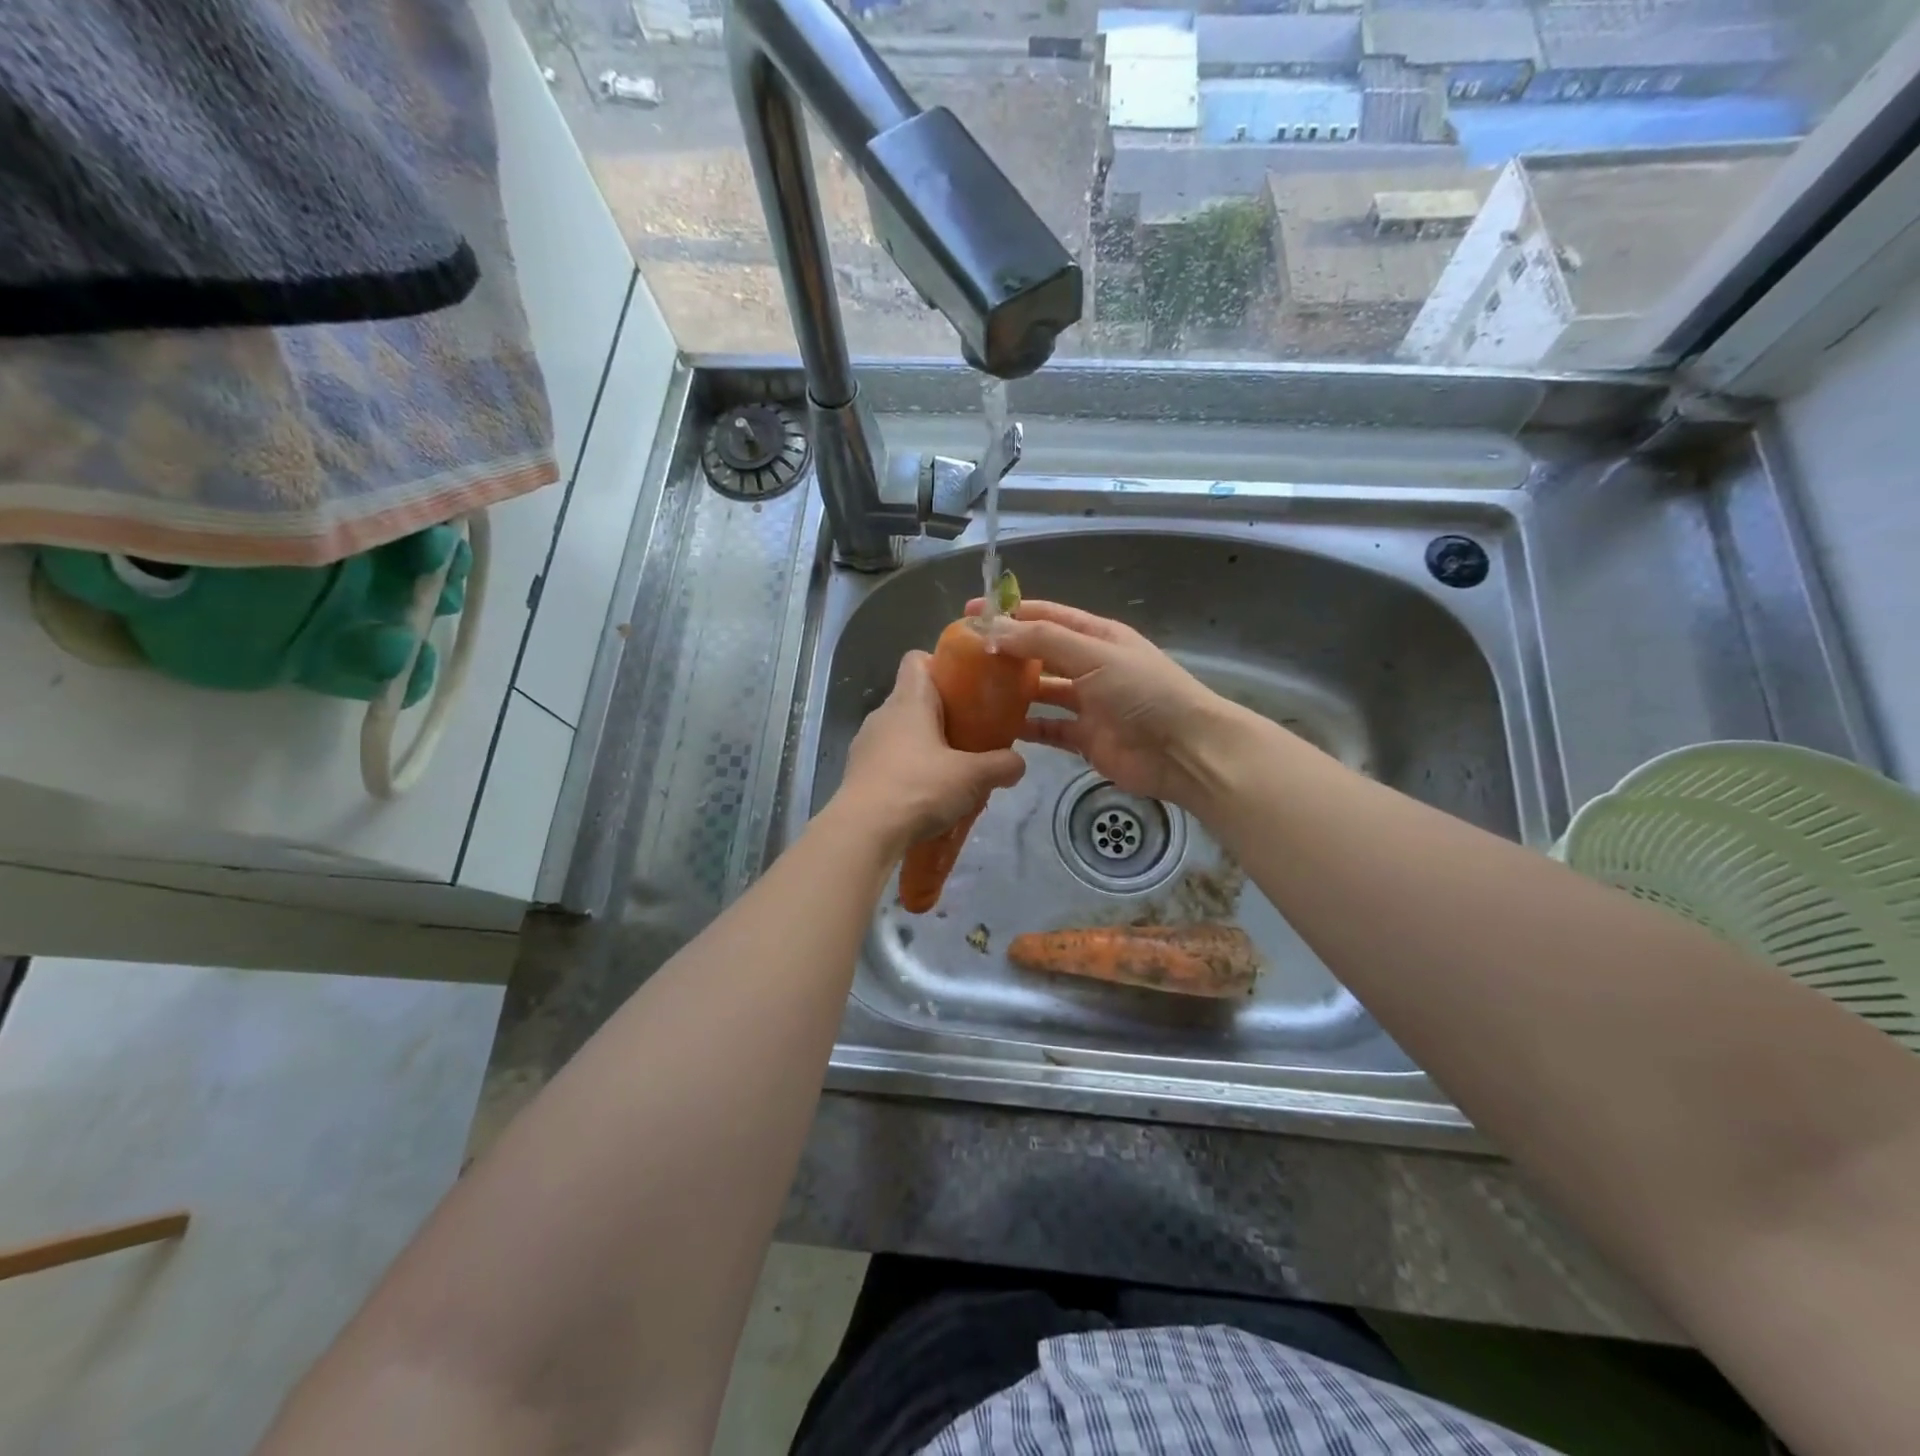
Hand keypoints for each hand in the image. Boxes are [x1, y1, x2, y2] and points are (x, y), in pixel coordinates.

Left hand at [828, 650, 1026, 854]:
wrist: (863, 832)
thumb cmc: (919, 788)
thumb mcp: (972, 777)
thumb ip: (1001, 765)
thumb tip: (1018, 764)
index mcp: (908, 701)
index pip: (916, 660)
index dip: (941, 665)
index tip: (966, 687)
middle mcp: (882, 715)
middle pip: (913, 699)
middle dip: (943, 713)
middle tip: (972, 735)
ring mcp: (865, 745)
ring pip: (901, 733)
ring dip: (925, 746)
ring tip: (952, 771)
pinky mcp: (858, 774)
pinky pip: (890, 761)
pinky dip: (908, 771)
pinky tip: (927, 796)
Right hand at [965, 598, 1226, 808]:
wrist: (1183, 750)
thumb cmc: (1143, 692)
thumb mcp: (1094, 654)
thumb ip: (1043, 641)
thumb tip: (993, 631)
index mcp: (1096, 636)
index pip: (1046, 616)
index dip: (1009, 612)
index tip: (970, 615)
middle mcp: (1089, 665)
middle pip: (1039, 653)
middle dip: (1005, 652)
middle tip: (962, 657)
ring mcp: (1086, 704)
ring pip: (1040, 692)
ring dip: (1011, 691)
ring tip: (971, 692)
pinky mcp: (1083, 739)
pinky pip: (1047, 729)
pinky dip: (1025, 728)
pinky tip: (995, 728)